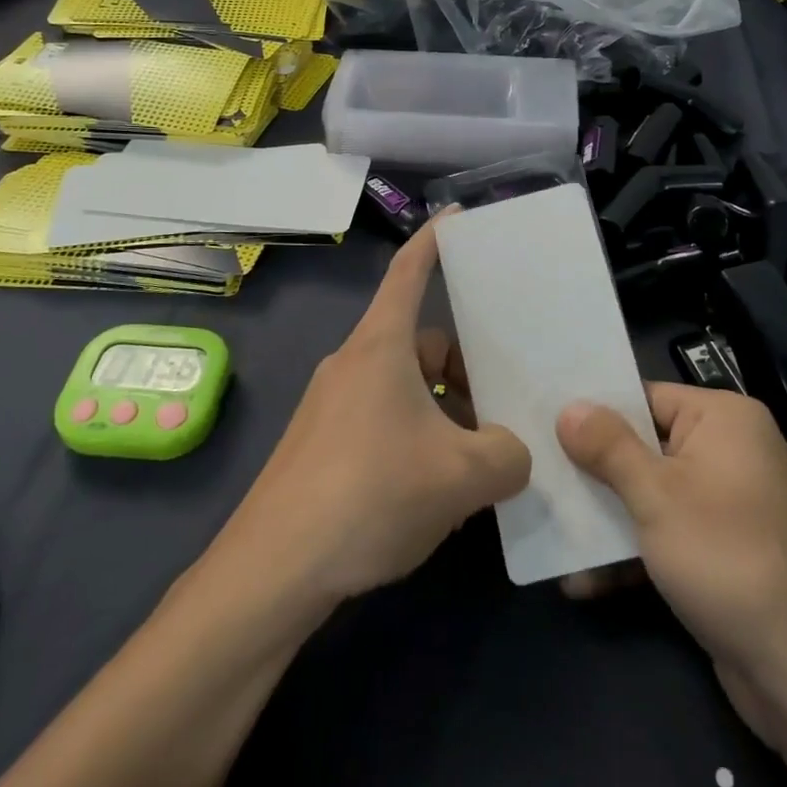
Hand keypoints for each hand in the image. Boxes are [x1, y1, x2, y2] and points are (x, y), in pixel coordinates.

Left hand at [224, 221, 530, 603]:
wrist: (273, 570)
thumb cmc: (370, 494)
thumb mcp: (461, 476)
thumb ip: (508, 455)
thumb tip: (514, 452)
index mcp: (381, 347)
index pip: (409, 272)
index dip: (434, 240)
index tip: (457, 217)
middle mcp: (353, 364)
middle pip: (420, 341)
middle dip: (464, 364)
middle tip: (504, 399)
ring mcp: (333, 405)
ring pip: (404, 385)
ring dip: (443, 408)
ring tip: (479, 455)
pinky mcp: (322, 445)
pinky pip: (384, 418)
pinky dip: (417, 435)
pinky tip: (437, 485)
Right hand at [557, 384, 786, 749]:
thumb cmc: (727, 557)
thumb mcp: (657, 496)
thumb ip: (608, 447)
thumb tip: (569, 407)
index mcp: (724, 419)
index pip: (646, 397)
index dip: (596, 412)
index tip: (545, 423)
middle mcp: (731, 452)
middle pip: (645, 447)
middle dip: (594, 472)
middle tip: (539, 476)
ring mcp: (730, 505)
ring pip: (652, 495)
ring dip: (606, 519)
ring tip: (551, 532)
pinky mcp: (725, 553)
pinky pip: (669, 535)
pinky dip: (633, 552)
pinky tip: (584, 580)